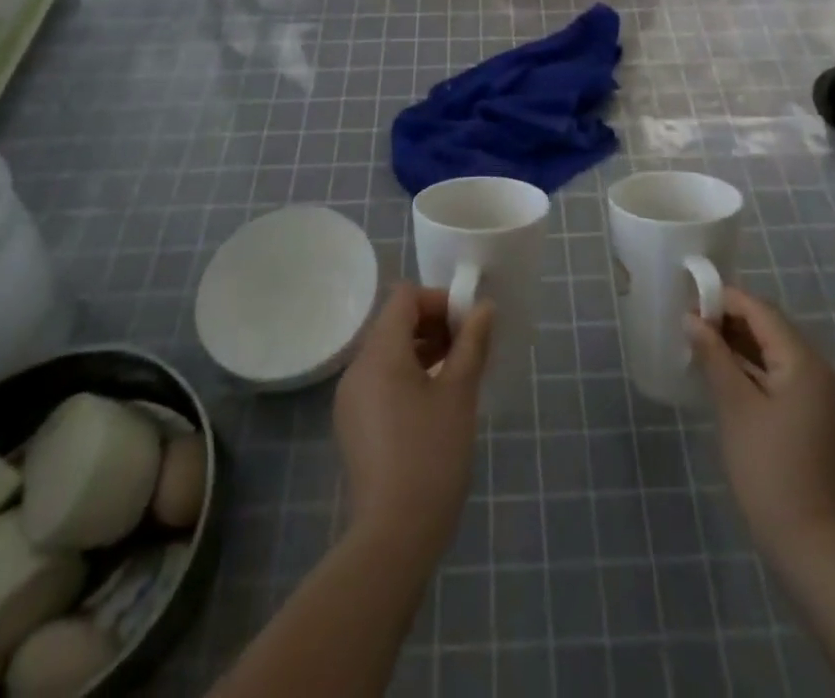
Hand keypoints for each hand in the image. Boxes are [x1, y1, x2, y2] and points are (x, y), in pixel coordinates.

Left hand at [334, 283, 493, 557]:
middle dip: (433, 325)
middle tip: (468, 348)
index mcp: (379, 353)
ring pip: (388, 353)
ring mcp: (351, 398)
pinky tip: (434, 403)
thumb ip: (472, 343)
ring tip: (457, 374)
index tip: (468, 324)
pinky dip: (407, 376)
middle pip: (394, 323)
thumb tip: (484, 308)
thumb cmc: (432, 455)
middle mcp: (357, 368)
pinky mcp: (353, 424)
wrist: (394, 537)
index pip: (405, 298)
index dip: (438, 300)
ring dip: (422, 350)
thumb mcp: (459, 393)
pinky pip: (381, 380)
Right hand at [686, 286, 834, 560]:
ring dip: (741, 344)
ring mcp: (821, 394)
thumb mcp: (734, 406)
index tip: (690, 301)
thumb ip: (714, 356)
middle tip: (691, 323)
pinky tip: (725, 372)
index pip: (762, 312)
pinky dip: (754, 368)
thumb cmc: (767, 468)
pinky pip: (782, 374)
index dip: (725, 301)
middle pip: (771, 328)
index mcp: (805, 362)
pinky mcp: (815, 414)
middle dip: (731, 321)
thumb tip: (692, 319)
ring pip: (776, 351)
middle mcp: (820, 369)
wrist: (807, 542)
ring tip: (702, 343)